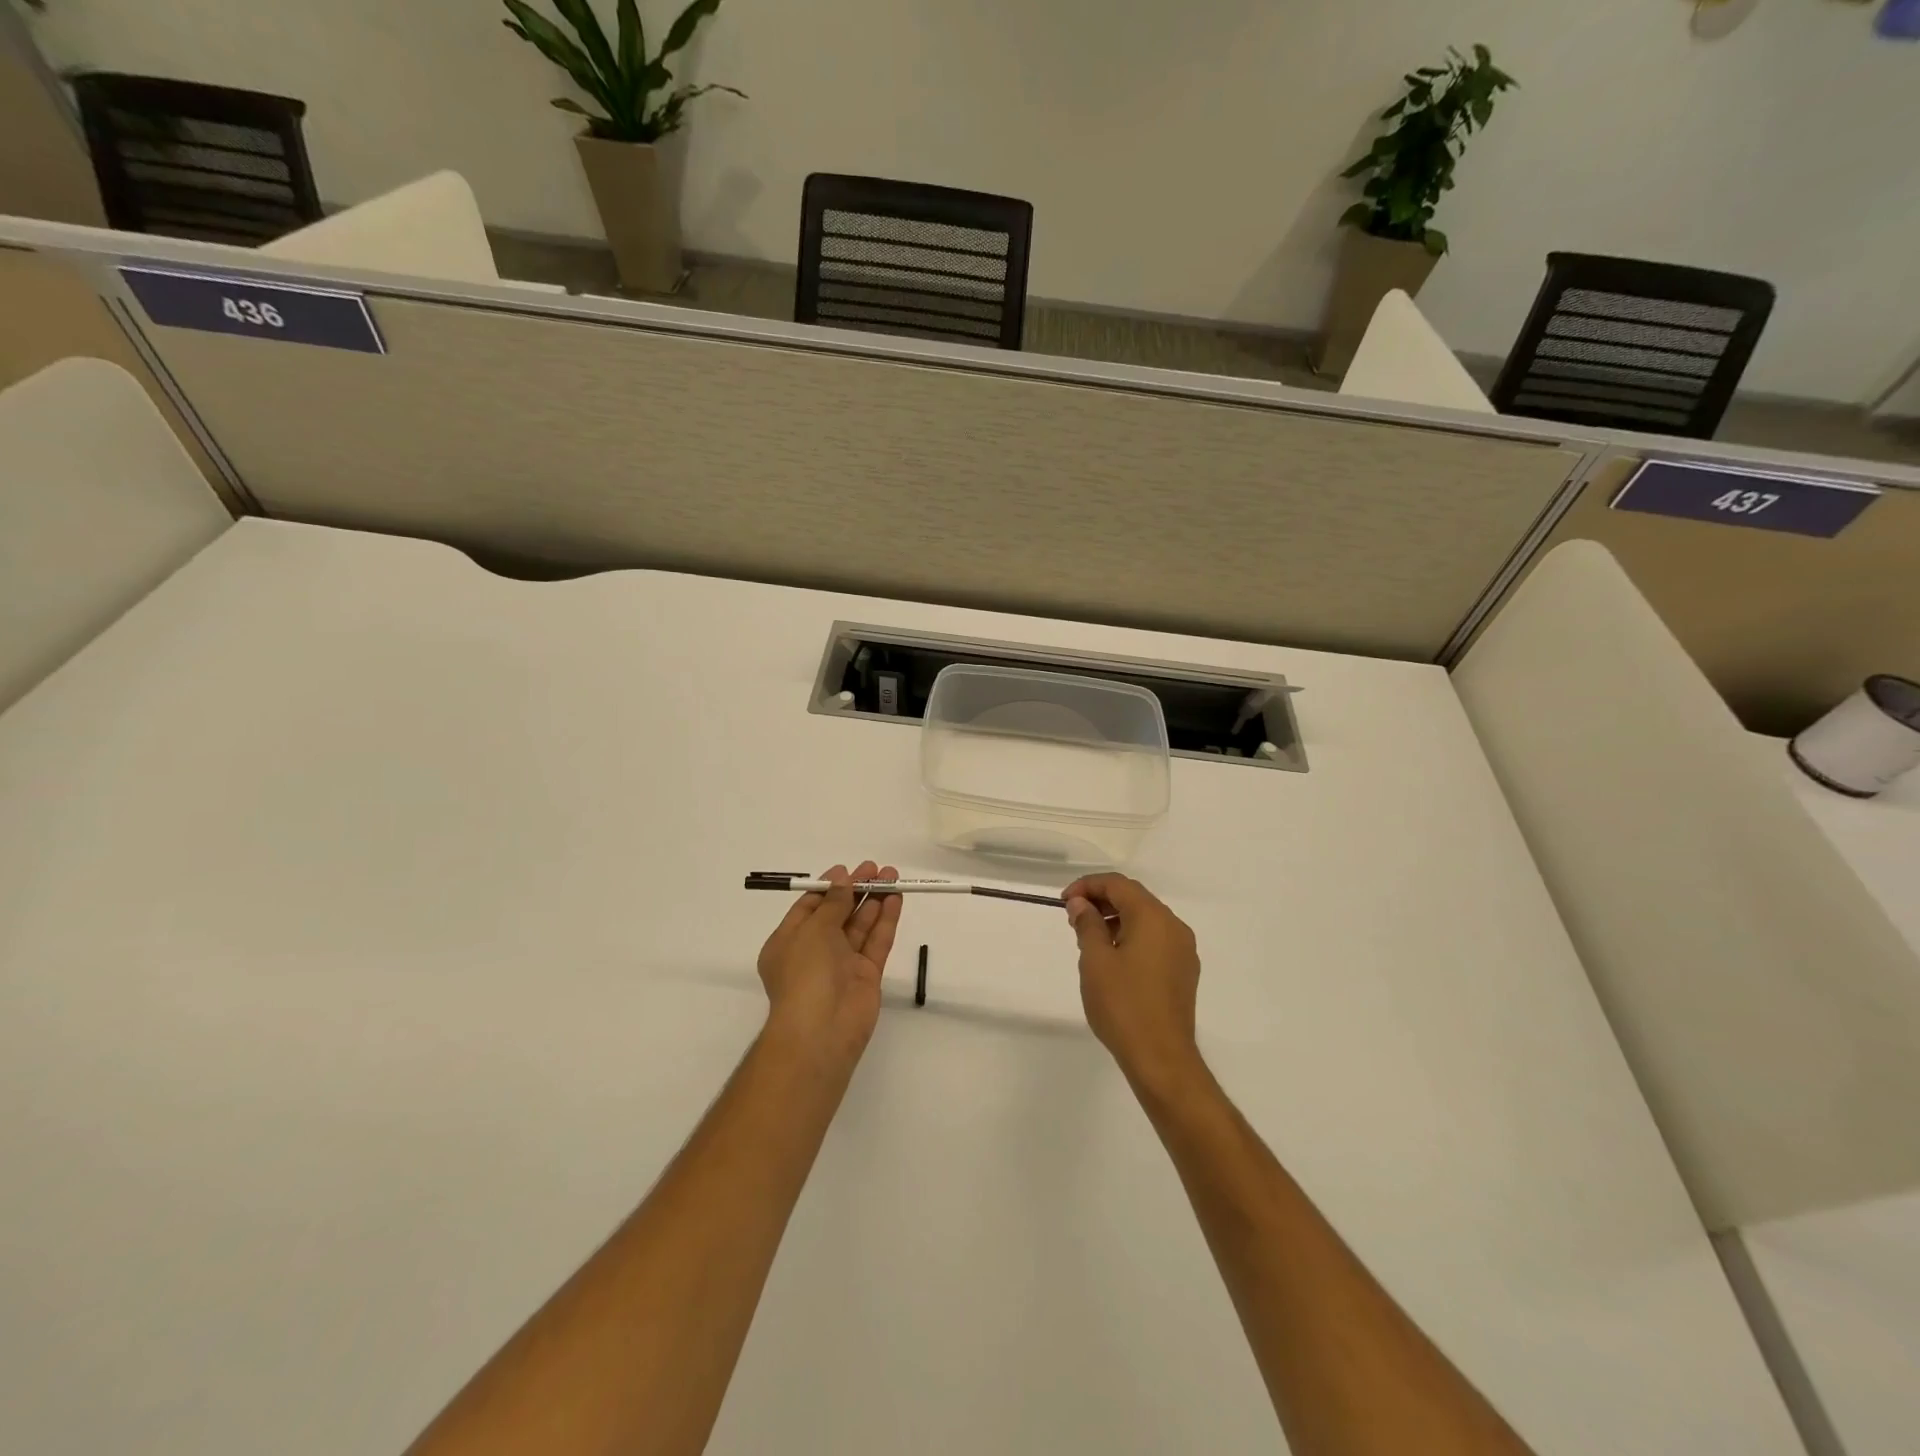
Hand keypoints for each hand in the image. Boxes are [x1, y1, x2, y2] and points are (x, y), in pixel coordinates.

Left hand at [756, 862, 901, 1066]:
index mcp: (788, 942)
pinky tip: (895, 898)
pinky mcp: (866, 976)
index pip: (809, 908)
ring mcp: (842, 965)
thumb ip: (833, 903)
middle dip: (856, 890)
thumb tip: (843, 879)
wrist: (821, 1030)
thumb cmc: (805, 973)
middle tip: (876, 868)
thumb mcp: (813, 929)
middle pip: (838, 914)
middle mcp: (814, 952)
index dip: (829, 887)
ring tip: (892, 876)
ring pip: (860, 926)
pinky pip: (876, 942)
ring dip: (874, 900)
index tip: (848, 869)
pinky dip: (885, 920)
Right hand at [1064, 874, 1202, 1093]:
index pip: (1118, 884)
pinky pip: (1155, 940)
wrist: (1161, 1057)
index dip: (1088, 886)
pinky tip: (1113, 957)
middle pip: (1135, 898)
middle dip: (1102, 901)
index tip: (1064, 902)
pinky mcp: (1184, 972)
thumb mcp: (1095, 960)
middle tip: (1073, 917)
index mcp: (1153, 917)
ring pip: (1146, 919)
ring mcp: (1183, 950)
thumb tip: (1082, 904)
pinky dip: (1132, 937)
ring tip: (1089, 938)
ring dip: (1116, 919)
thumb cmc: (1123, 1004)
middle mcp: (1174, 926)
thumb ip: (1088, 924)